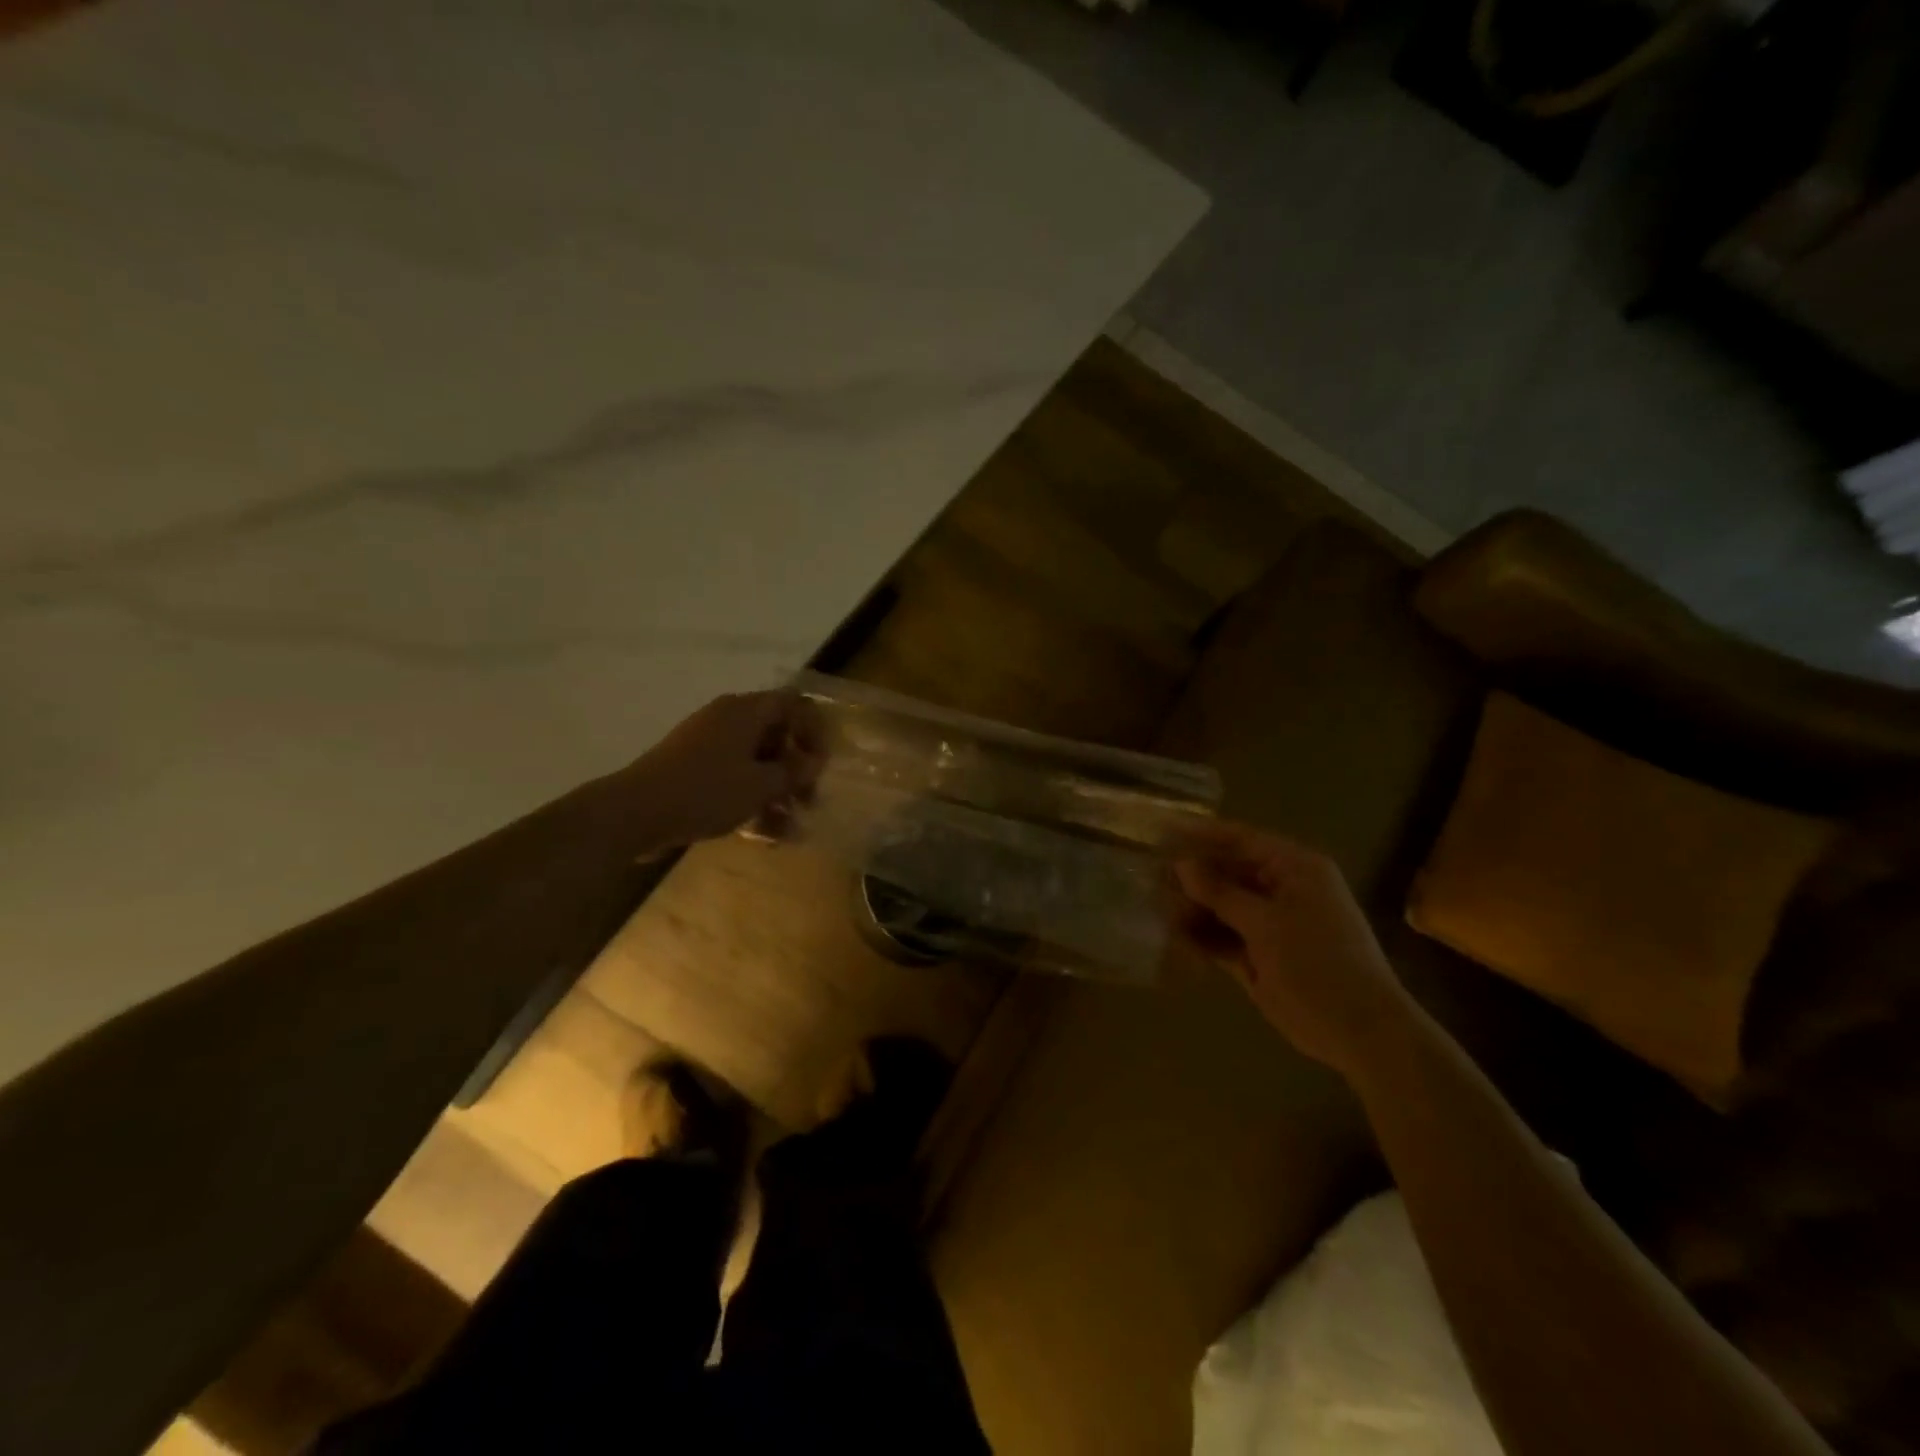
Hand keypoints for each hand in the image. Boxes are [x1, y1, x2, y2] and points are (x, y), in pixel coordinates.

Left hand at [613, 691, 825, 848]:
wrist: (635, 812)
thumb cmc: (706, 791)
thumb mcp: (760, 785)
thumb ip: (793, 773)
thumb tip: (814, 762)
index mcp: (745, 711)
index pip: (793, 705)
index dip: (814, 732)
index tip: (820, 766)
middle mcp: (727, 718)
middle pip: (776, 734)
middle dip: (796, 770)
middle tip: (808, 802)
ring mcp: (707, 742)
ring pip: (755, 760)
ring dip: (776, 790)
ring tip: (788, 827)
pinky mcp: (692, 767)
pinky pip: (733, 775)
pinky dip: (750, 797)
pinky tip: (762, 832)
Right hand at [1172, 820, 1415, 1077]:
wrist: (1360, 1032)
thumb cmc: (1318, 963)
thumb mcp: (1266, 923)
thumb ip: (1220, 892)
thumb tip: (1181, 864)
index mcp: (1295, 868)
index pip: (1240, 839)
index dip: (1200, 834)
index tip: (1161, 830)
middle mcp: (1281, 889)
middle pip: (1226, 873)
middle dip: (1190, 877)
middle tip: (1149, 879)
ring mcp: (1269, 924)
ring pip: (1220, 906)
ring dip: (1191, 909)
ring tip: (1156, 911)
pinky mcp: (1259, 955)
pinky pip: (1222, 937)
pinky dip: (1200, 937)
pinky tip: (1172, 938)